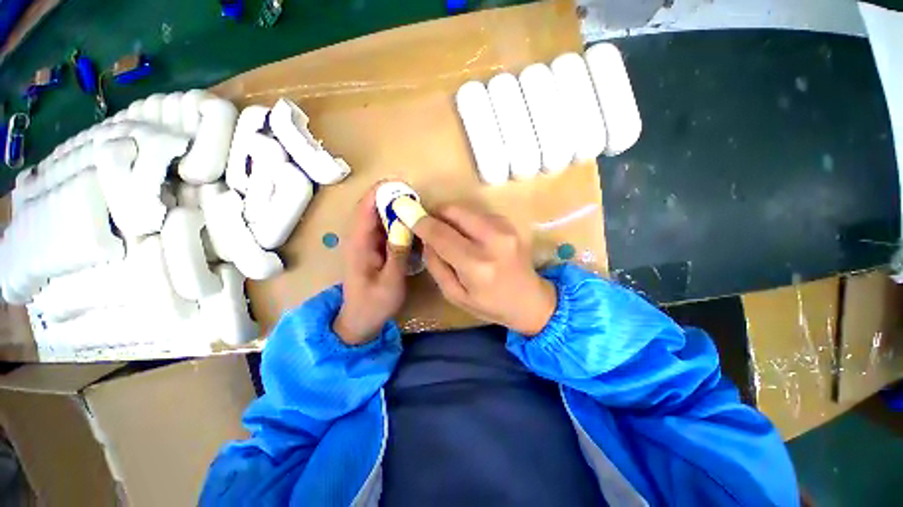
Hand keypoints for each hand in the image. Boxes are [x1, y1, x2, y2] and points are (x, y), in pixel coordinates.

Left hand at [334, 185, 409, 344]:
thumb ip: (398, 254)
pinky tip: (411, 228)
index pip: (366, 206)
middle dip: (393, 199)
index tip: (406, 188)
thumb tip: (407, 225)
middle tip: (418, 201)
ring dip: (396, 210)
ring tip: (417, 212)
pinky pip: (383, 227)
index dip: (383, 192)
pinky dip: (396, 223)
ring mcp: (365, 241)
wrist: (359, 320)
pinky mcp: (372, 247)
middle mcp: (359, 237)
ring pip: (379, 216)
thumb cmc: (374, 303)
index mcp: (359, 242)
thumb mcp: (390, 282)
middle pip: (372, 206)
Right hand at [413, 206, 556, 335]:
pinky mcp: (510, 224)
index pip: (440, 234)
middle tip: (429, 225)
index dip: (421, 223)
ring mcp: (505, 228)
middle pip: (454, 211)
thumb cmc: (490, 305)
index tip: (408, 217)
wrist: (530, 300)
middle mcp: (493, 240)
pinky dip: (467, 221)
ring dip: (451, 218)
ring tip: (450, 234)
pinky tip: (470, 237)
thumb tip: (426, 239)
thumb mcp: (455, 295)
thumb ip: (436, 265)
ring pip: (465, 209)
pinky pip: (479, 214)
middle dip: (436, 214)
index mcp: (476, 265)